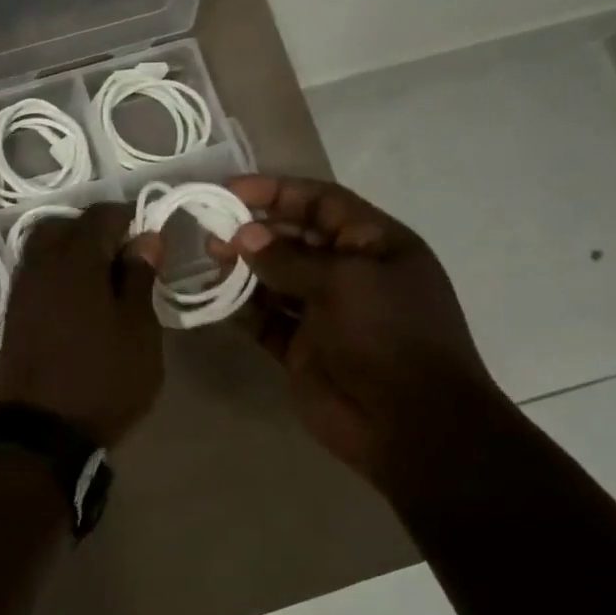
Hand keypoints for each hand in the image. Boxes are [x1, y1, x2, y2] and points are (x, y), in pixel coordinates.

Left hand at [0, 203, 164, 447]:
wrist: (44, 430)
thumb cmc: (104, 378)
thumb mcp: (138, 330)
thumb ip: (139, 278)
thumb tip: (145, 239)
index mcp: (74, 260)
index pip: (99, 216)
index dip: (126, 217)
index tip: (148, 233)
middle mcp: (39, 265)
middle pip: (63, 227)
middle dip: (93, 230)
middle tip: (123, 254)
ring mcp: (20, 290)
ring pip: (43, 250)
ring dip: (71, 251)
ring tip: (102, 278)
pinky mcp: (13, 315)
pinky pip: (35, 276)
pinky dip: (56, 274)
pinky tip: (77, 299)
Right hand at [220, 174, 503, 490]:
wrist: (408, 423)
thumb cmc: (388, 336)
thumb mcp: (343, 282)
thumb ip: (288, 258)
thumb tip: (243, 236)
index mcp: (375, 245)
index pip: (322, 203)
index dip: (278, 192)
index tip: (230, 191)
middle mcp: (349, 274)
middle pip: (294, 239)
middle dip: (254, 231)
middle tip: (210, 229)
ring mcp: (323, 313)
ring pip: (275, 280)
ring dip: (243, 268)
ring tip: (207, 259)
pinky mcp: (301, 348)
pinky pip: (264, 320)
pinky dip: (240, 309)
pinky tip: (212, 298)